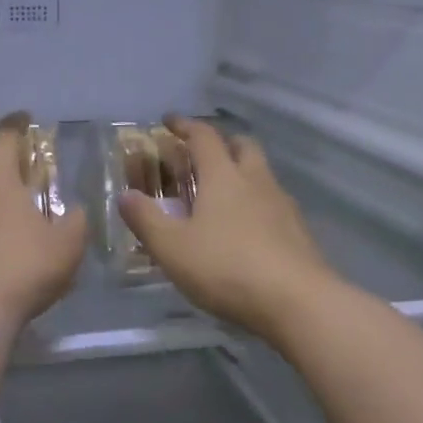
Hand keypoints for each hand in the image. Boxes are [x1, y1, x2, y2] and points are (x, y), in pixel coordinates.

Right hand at [118, 116, 335, 343]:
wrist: (297, 302)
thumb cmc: (227, 268)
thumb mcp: (173, 248)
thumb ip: (146, 219)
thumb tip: (125, 195)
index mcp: (223, 176)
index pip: (204, 137)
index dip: (185, 125)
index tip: (169, 121)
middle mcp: (256, 181)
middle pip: (242, 146)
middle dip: (222, 143)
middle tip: (201, 155)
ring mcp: (282, 205)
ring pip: (261, 174)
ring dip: (242, 173)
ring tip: (221, 195)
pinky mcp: (298, 231)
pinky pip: (273, 203)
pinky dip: (256, 203)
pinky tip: (245, 228)